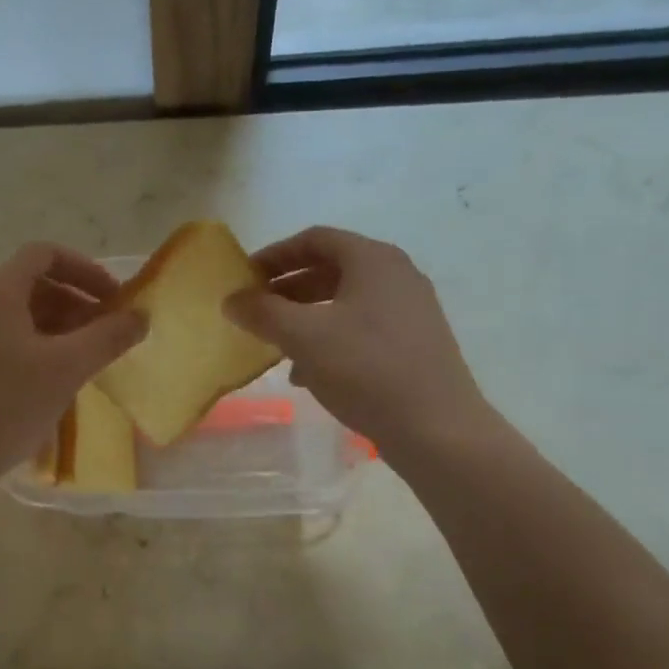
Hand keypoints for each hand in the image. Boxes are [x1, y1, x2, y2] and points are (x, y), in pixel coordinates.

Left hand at [0, 243, 146, 494]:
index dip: (87, 269)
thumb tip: (141, 316)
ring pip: (24, 315)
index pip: (46, 254)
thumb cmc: (6, 405)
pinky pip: (11, 339)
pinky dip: (42, 347)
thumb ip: (109, 337)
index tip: (116, 299)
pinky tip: (59, 380)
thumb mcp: (67, 368)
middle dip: (79, 302)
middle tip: (109, 334)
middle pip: (36, 283)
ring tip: (90, 359)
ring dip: (63, 328)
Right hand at [225, 226, 494, 457]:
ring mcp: (410, 311)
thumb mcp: (304, 338)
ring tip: (276, 345)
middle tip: (256, 310)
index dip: (275, 255)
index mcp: (374, 260)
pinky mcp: (415, 344)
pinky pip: (362, 329)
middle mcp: (397, 276)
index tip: (245, 278)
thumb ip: (262, 313)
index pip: (315, 239)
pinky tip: (308, 374)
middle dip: (288, 289)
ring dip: (306, 318)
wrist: (437, 429)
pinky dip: (330, 340)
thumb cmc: (367, 370)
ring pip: (345, 303)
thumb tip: (232, 299)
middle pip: (331, 269)